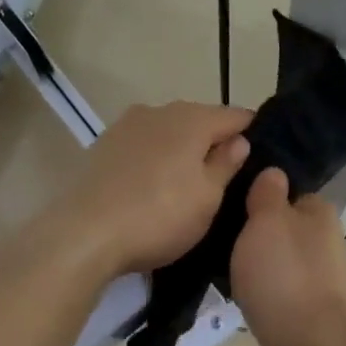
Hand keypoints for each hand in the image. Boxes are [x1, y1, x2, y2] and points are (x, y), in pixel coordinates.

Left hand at [53, 102, 252, 276]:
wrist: (84, 234)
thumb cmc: (158, 216)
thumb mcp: (207, 198)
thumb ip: (226, 164)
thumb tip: (239, 141)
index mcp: (191, 119)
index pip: (234, 115)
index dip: (251, 132)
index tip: (262, 154)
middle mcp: (158, 111)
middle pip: (199, 120)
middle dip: (214, 142)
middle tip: (227, 176)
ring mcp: (125, 126)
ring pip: (168, 132)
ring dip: (182, 151)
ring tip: (189, 183)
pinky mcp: (103, 147)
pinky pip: (142, 147)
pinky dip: (155, 160)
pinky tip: (154, 186)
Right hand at [229, 168, 345, 345]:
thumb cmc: (284, 274)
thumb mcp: (268, 220)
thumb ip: (268, 195)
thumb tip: (274, 174)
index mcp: (320, 215)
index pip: (291, 194)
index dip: (264, 196)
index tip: (233, 202)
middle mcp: (324, 245)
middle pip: (285, 230)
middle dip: (256, 234)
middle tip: (219, 235)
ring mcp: (317, 282)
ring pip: (280, 263)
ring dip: (257, 266)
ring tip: (219, 266)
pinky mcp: (305, 314)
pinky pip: (277, 292)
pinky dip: (260, 293)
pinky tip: (237, 296)